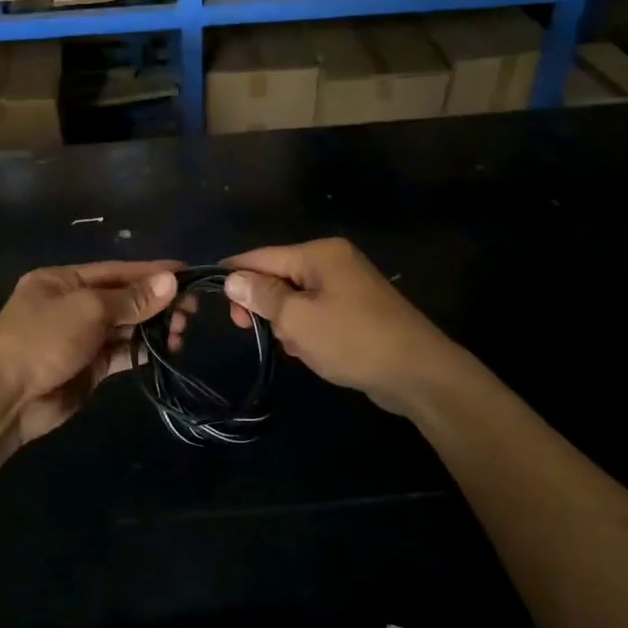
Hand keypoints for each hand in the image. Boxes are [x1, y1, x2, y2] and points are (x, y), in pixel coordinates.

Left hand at [0, 260, 181, 446]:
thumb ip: (131, 298)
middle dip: (156, 303)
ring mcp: (80, 337)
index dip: (151, 272)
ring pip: (125, 326)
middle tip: (190, 311)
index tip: (186, 274)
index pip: (116, 271)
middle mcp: (72, 305)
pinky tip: (166, 349)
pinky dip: (142, 350)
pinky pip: (121, 352)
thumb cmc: (43, 339)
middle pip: (123, 298)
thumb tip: (170, 282)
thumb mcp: (88, 310)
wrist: (7, 398)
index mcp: (63, 281)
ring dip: (153, 327)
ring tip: (182, 332)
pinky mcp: (88, 367)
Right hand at [223, 239, 468, 415]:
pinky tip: (307, 352)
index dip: (234, 272)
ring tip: (289, 345)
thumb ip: (262, 296)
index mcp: (319, 254)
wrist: (418, 373)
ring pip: (297, 297)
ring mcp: (348, 286)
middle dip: (262, 302)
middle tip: (244, 328)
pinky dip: (306, 329)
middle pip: (279, 275)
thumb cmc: (352, 340)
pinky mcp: (358, 310)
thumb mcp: (297, 319)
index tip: (209, 292)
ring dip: (285, 321)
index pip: (262, 256)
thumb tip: (233, 278)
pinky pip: (317, 312)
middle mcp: (334, 262)